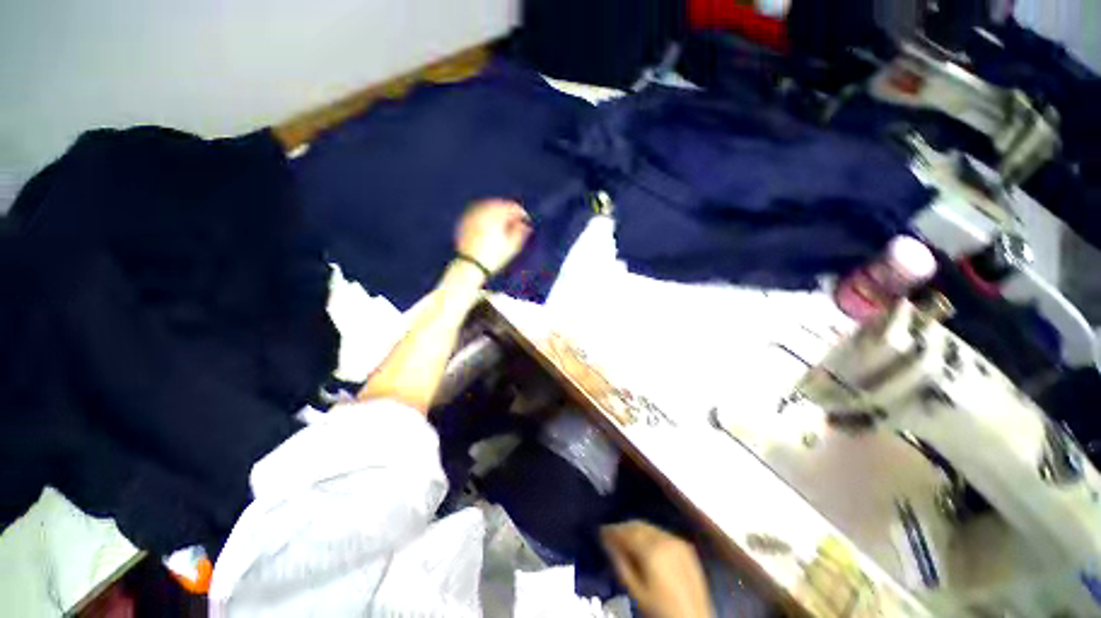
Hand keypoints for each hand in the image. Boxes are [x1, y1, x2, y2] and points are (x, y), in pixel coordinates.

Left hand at [455, 199, 531, 275]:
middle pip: (499, 205)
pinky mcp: (464, 222)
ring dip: (497, 214)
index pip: (512, 207)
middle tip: (516, 222)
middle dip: (509, 212)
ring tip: (504, 226)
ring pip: (488, 208)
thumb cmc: (493, 257)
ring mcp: (471, 215)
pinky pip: (478, 214)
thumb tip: (525, 225)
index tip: (527, 222)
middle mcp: (482, 211)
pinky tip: (491, 228)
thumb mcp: (512, 246)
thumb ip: (521, 232)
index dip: (521, 213)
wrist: (470, 266)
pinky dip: (486, 218)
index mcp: (495, 214)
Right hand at [601, 522, 712, 617]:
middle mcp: (665, 539)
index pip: (626, 532)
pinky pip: (662, 534)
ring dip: (636, 531)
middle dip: (623, 528)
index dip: (611, 531)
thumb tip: (607, 543)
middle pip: (638, 525)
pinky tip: (645, 546)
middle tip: (611, 535)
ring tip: (626, 540)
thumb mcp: (636, 592)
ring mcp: (677, 541)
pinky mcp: (686, 547)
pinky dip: (650, 536)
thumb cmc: (661, 610)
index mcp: (652, 549)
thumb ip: (620, 564)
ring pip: (650, 527)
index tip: (600, 532)